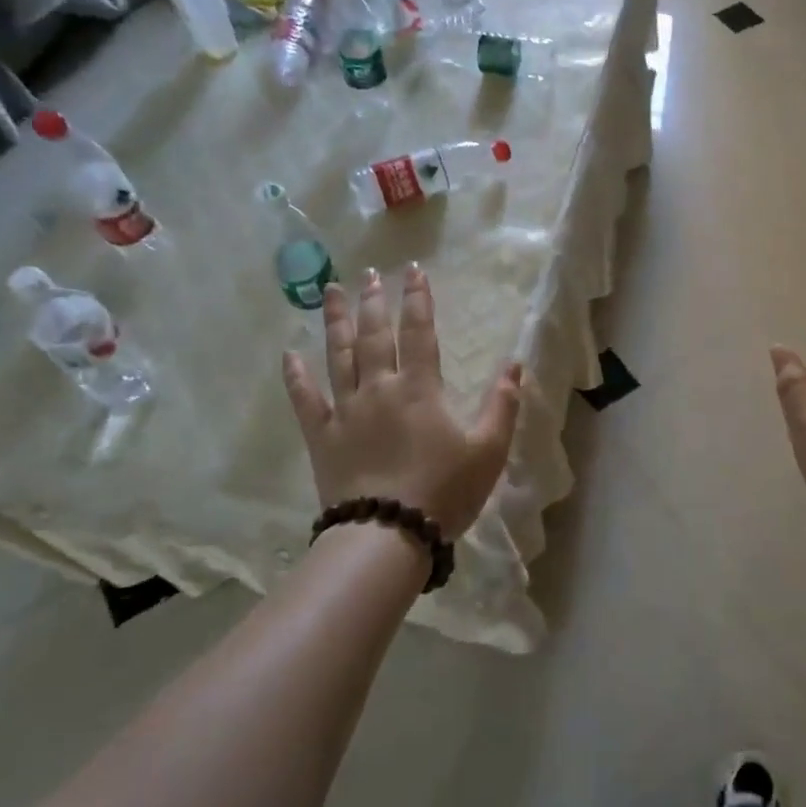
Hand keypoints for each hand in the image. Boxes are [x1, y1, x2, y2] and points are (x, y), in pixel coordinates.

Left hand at [283, 266, 521, 539]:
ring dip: (336, 321)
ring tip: (333, 291)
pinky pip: (305, 399)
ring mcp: (346, 411)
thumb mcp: (488, 450)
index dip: (418, 299)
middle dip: (374, 302)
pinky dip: (296, 376)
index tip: (414, 271)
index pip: (420, 332)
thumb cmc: (444, 491)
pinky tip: (289, 354)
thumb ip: (503, 404)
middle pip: (374, 335)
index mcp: (420, 389)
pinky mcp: (322, 436)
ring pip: (338, 355)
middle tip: (371, 274)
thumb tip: (515, 364)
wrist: (388, 535)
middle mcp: (379, 389)